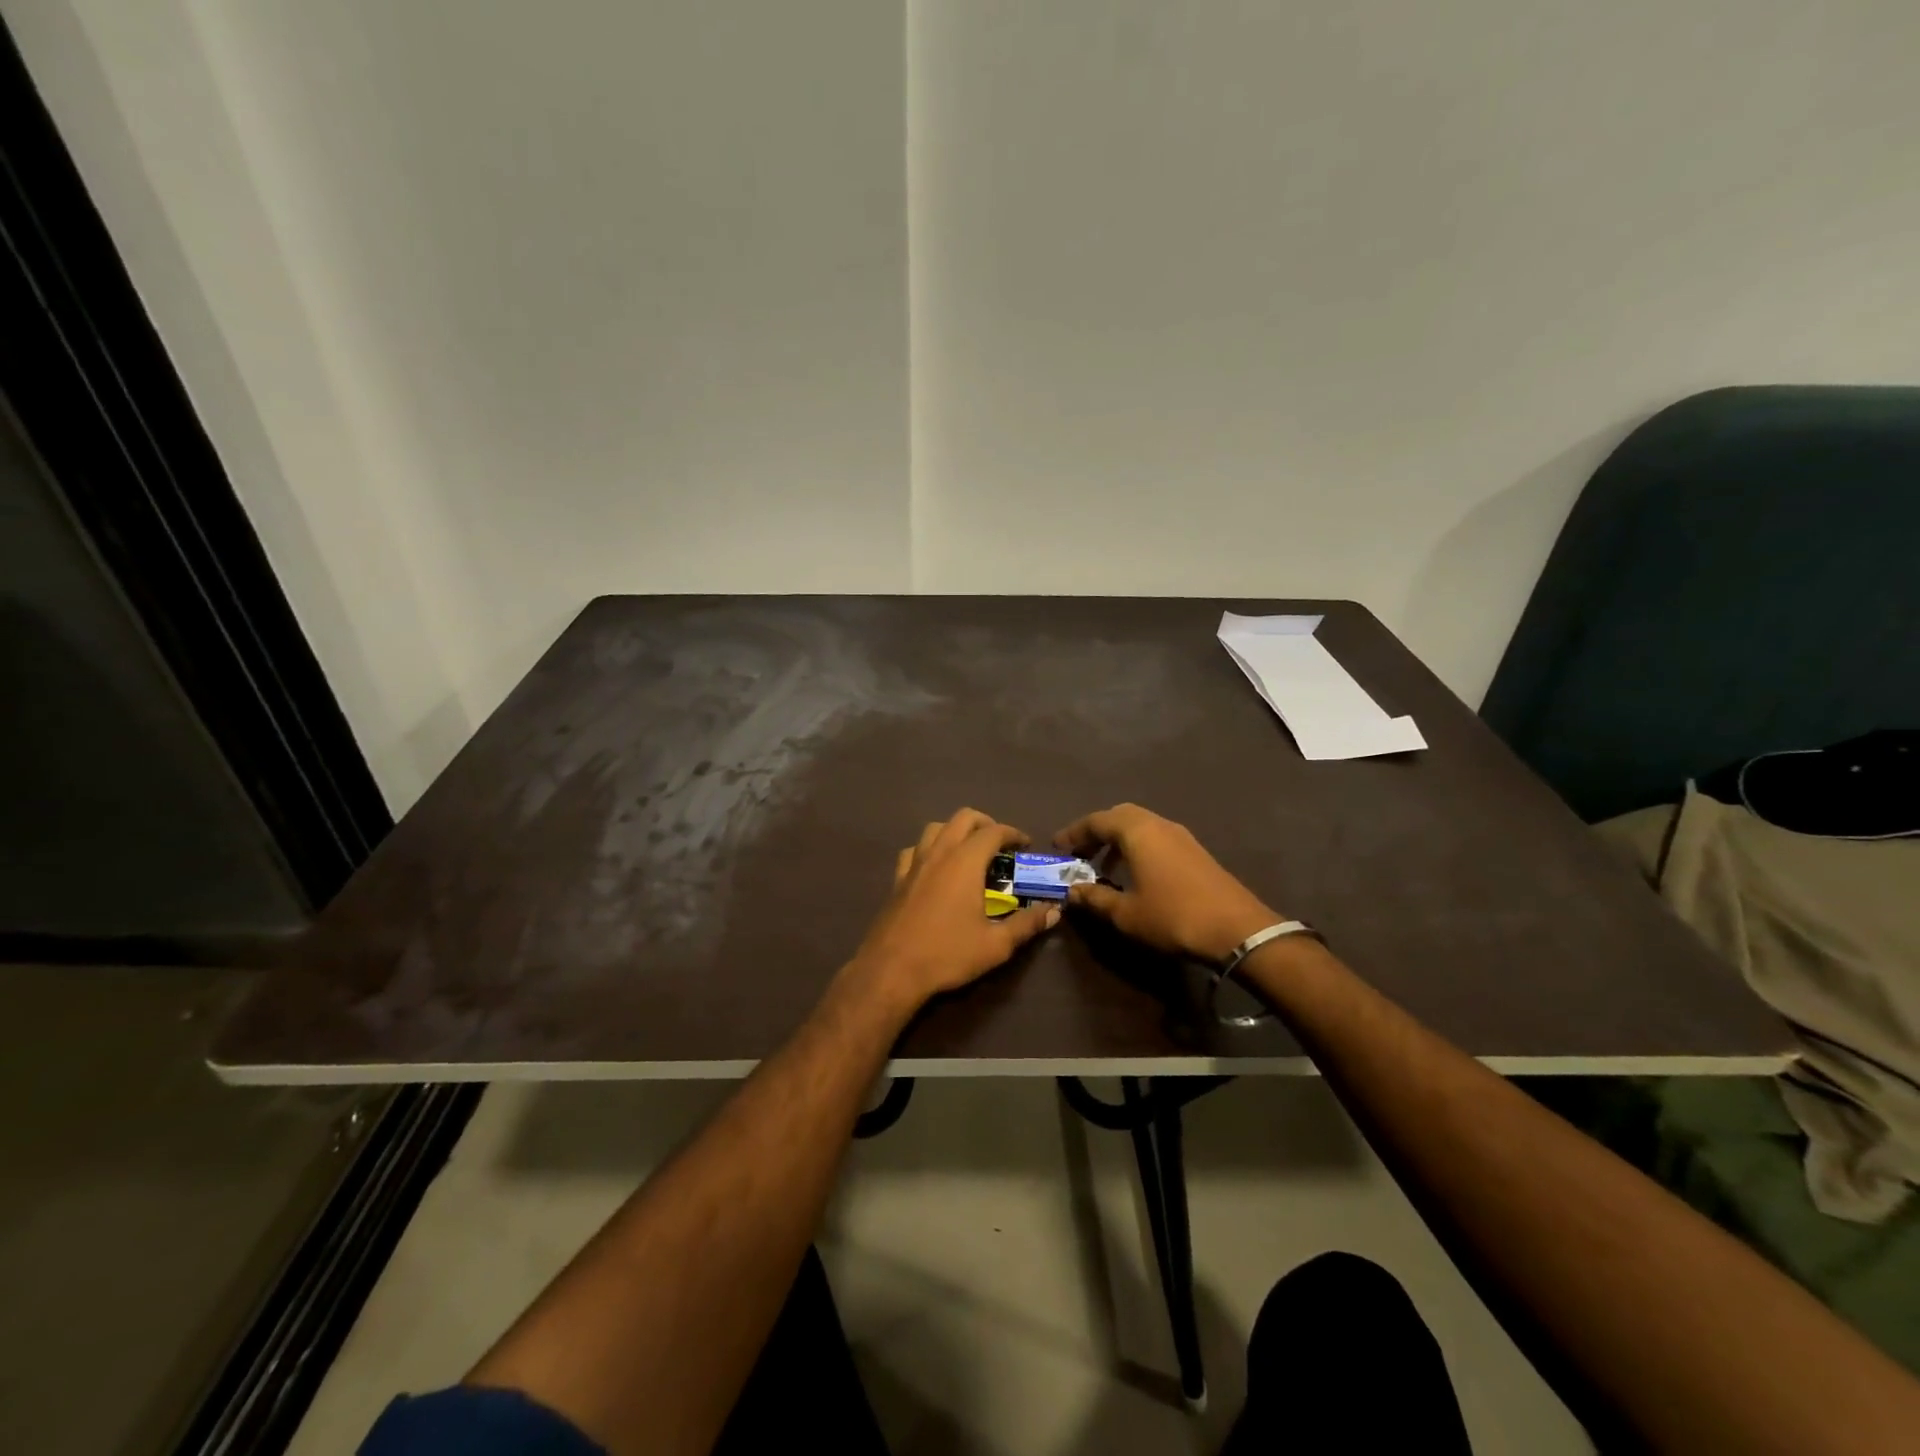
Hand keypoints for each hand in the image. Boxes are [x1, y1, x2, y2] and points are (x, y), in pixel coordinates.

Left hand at [844, 808, 1058, 1014]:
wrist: (891, 970)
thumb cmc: (947, 954)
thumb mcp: (996, 945)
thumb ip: (1027, 924)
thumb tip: (1054, 911)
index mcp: (965, 861)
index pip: (994, 831)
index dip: (1014, 833)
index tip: (1026, 844)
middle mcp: (939, 853)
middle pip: (964, 818)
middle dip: (986, 824)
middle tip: (1001, 845)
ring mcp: (914, 863)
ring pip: (936, 827)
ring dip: (956, 830)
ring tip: (970, 851)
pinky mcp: (898, 879)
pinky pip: (915, 849)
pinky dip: (930, 848)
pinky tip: (936, 867)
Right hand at [1054, 803, 1278, 962]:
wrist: (1237, 929)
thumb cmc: (1173, 916)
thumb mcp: (1126, 913)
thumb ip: (1095, 898)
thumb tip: (1072, 891)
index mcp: (1137, 831)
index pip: (1096, 821)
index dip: (1074, 833)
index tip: (1057, 848)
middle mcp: (1158, 824)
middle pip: (1119, 816)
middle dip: (1096, 832)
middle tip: (1079, 854)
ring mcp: (1181, 836)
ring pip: (1140, 826)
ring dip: (1118, 841)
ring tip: (1102, 867)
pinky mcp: (1195, 851)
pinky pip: (1156, 837)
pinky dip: (1137, 848)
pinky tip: (1134, 875)